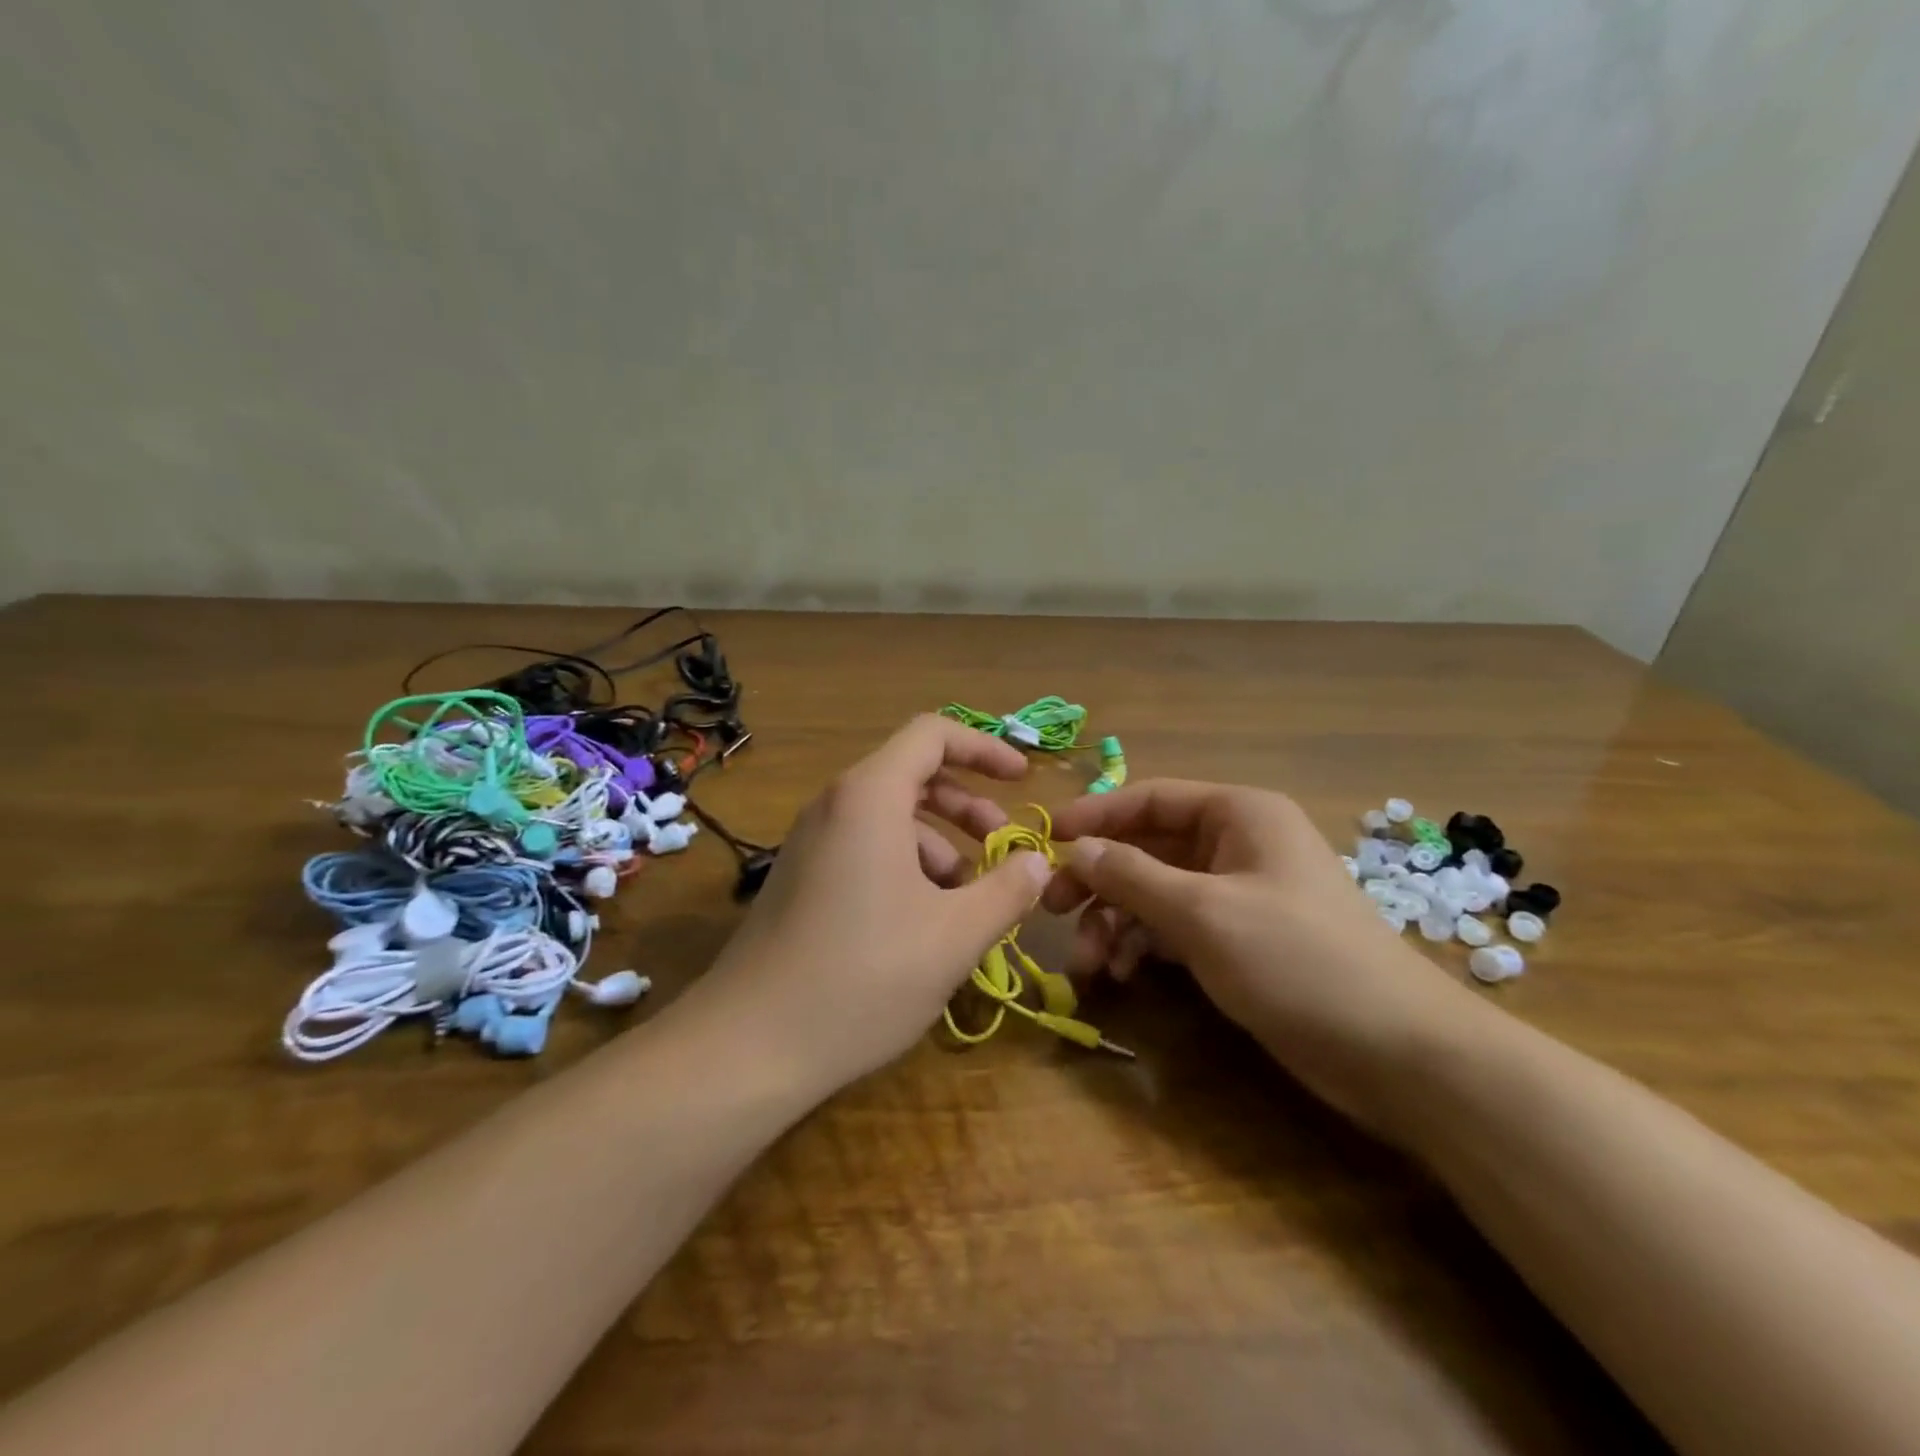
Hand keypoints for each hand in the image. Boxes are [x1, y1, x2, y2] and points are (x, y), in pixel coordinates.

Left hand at [693, 715, 1051, 1093]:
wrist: (748, 1045)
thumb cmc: (863, 977)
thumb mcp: (954, 936)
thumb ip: (1006, 890)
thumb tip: (1038, 862)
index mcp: (870, 797)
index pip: (932, 734)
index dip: (984, 748)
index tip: (1022, 779)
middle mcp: (835, 805)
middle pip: (912, 774)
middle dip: (966, 803)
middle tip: (1002, 843)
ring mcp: (811, 843)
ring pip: (889, 817)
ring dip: (939, 842)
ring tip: (969, 897)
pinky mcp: (801, 878)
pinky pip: (864, 849)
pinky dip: (906, 866)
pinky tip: (925, 921)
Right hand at [1043, 780, 1486, 1134]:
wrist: (1396, 1053)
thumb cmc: (1297, 959)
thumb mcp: (1202, 912)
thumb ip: (1132, 875)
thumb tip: (1076, 849)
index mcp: (1238, 814)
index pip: (1150, 798)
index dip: (1095, 816)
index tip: (1045, 841)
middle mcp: (1237, 845)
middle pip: (1147, 848)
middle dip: (1100, 880)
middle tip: (1051, 910)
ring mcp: (1239, 895)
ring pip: (1156, 893)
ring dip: (1116, 923)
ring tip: (1090, 965)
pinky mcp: (1240, 941)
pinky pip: (1175, 928)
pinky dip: (1144, 946)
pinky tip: (1123, 974)